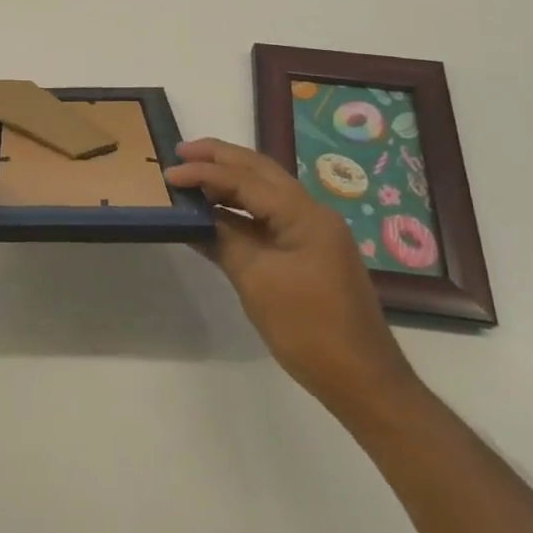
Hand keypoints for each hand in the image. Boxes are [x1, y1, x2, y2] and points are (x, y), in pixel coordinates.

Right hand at [165, 138, 417, 421]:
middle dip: (220, 158)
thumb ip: (224, 240)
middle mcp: (312, 213)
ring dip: (230, 180)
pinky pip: (269, 216)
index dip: (205, 172)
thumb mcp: (256, 281)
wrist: (362, 381)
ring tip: (193, 175)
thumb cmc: (308, 329)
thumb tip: (193, 217)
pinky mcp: (309, 252)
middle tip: (181, 151)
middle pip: (261, 171)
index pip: (246, 180)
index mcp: (305, 214)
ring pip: (265, 191)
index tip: (170, 173)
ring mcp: (313, 232)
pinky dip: (240, 209)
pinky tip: (215, 213)